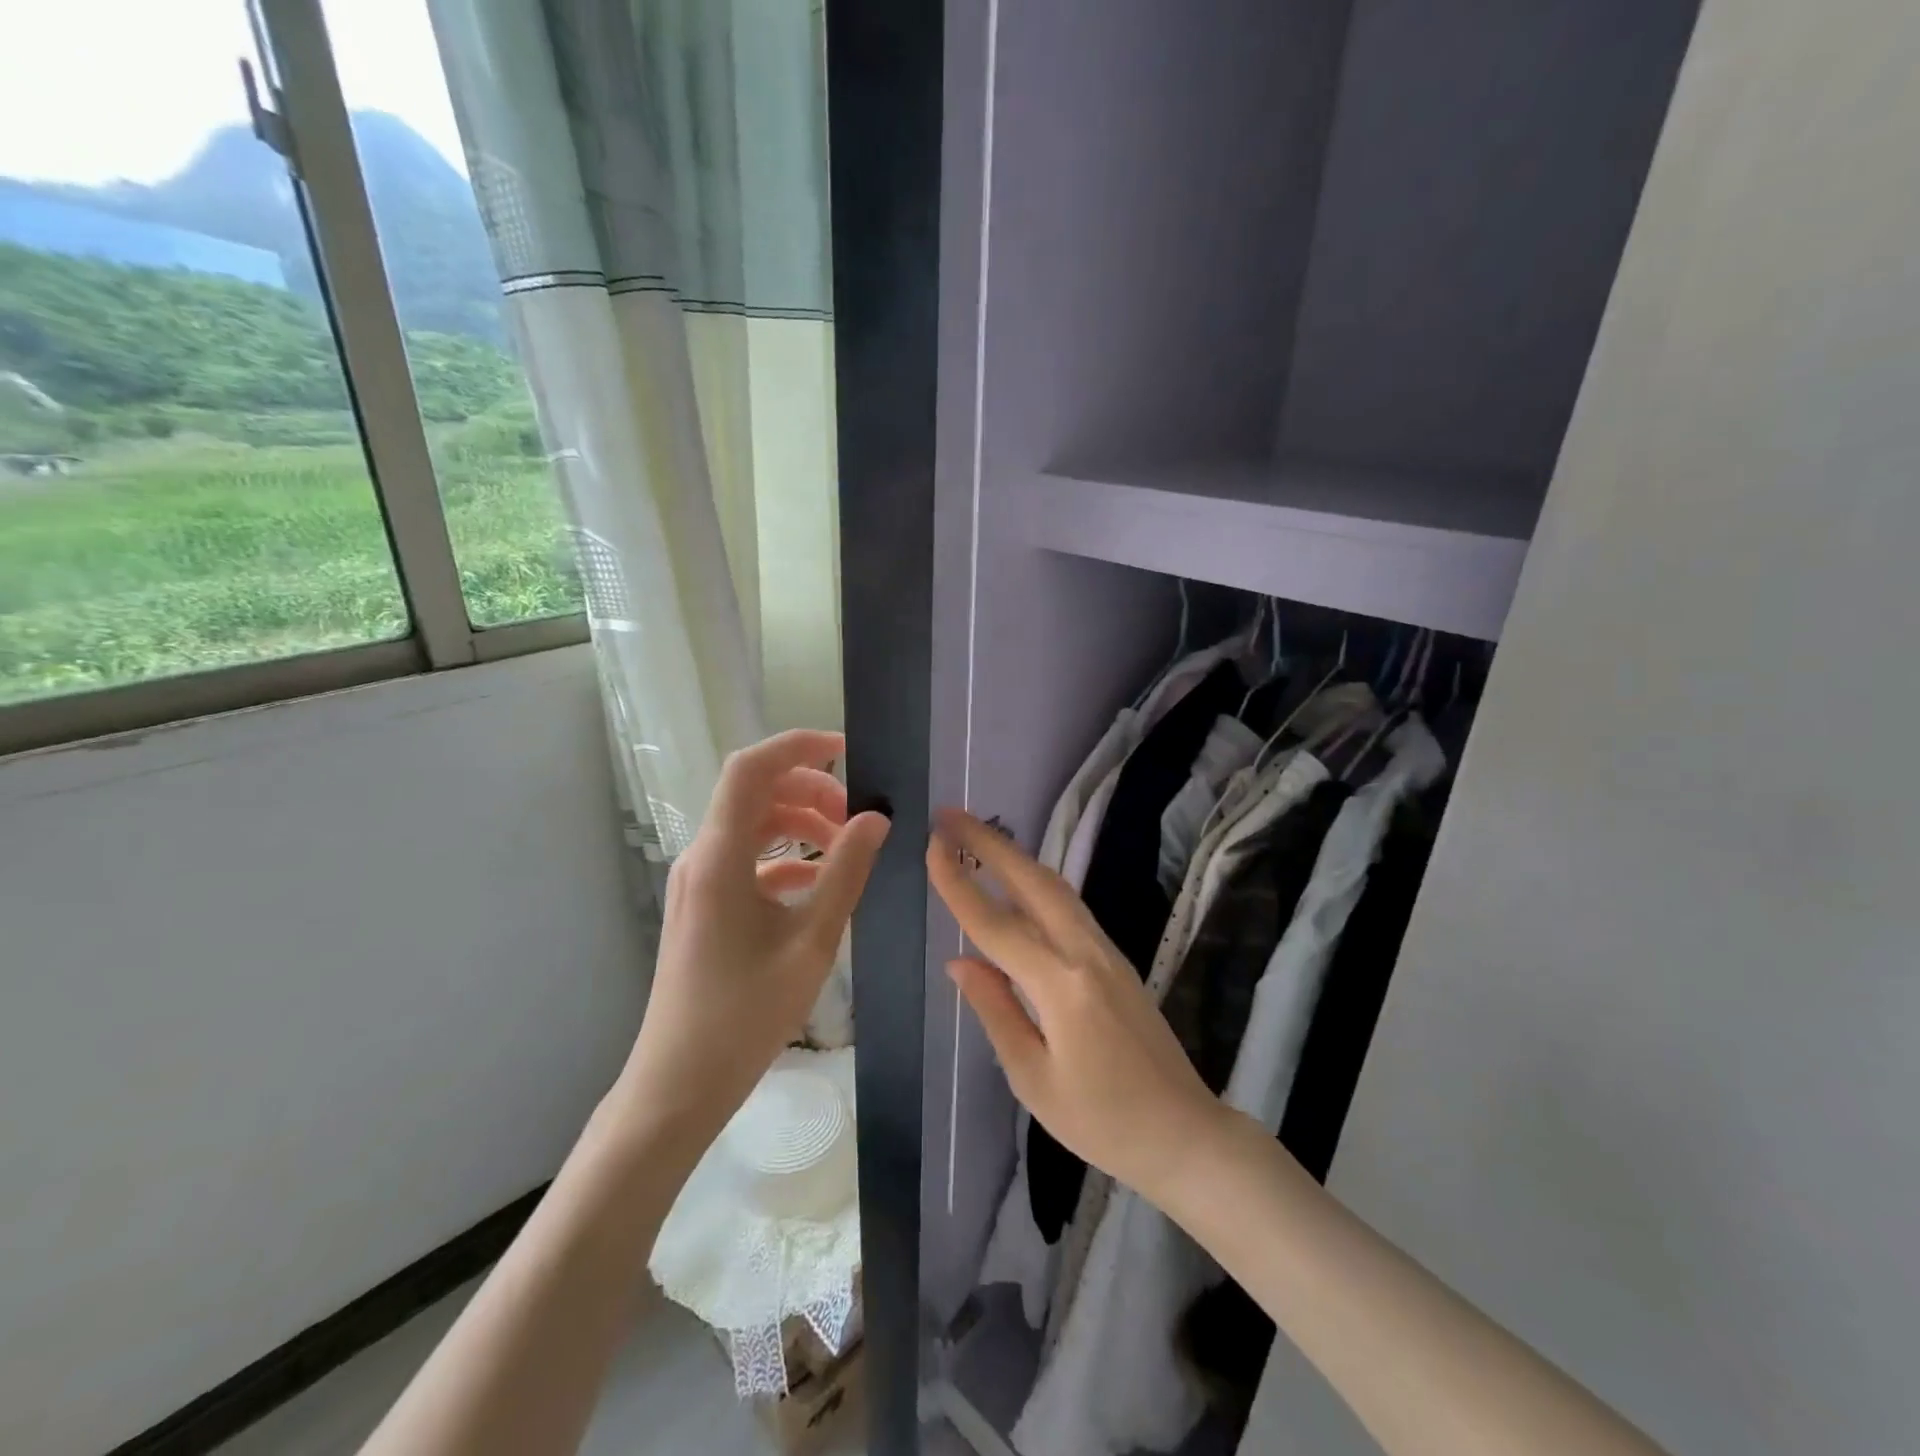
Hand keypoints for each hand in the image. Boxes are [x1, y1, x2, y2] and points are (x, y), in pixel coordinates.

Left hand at [615, 730, 889, 1150]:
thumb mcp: (811, 940)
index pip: (751, 769)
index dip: (797, 746)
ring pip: (752, 826)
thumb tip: (875, 819)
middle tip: (856, 815)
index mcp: (720, 857)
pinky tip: (817, 883)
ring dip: (799, 824)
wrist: (679, 1084)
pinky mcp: (704, 906)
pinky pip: (746, 860)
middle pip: (754, 793)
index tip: (847, 752)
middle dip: (809, 790)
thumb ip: (846, 872)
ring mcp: (699, 882)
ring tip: (845, 847)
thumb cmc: (745, 1014)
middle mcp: (702, 857)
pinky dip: (784, 858)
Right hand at [927, 807, 1223, 1201]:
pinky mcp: (1116, 958)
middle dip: (991, 843)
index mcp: (1061, 986)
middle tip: (951, 815)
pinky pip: (1069, 905)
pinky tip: (1019, 879)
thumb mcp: (1033, 1078)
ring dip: (1016, 855)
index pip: (995, 924)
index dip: (958, 883)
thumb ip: (995, 1010)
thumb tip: (959, 962)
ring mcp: (1106, 951)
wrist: (1183, 1133)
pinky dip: (1037, 881)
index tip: (931, 845)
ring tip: (979, 835)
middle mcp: (1086, 952)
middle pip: (1032, 882)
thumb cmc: (1102, 1121)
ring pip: (1055, 887)